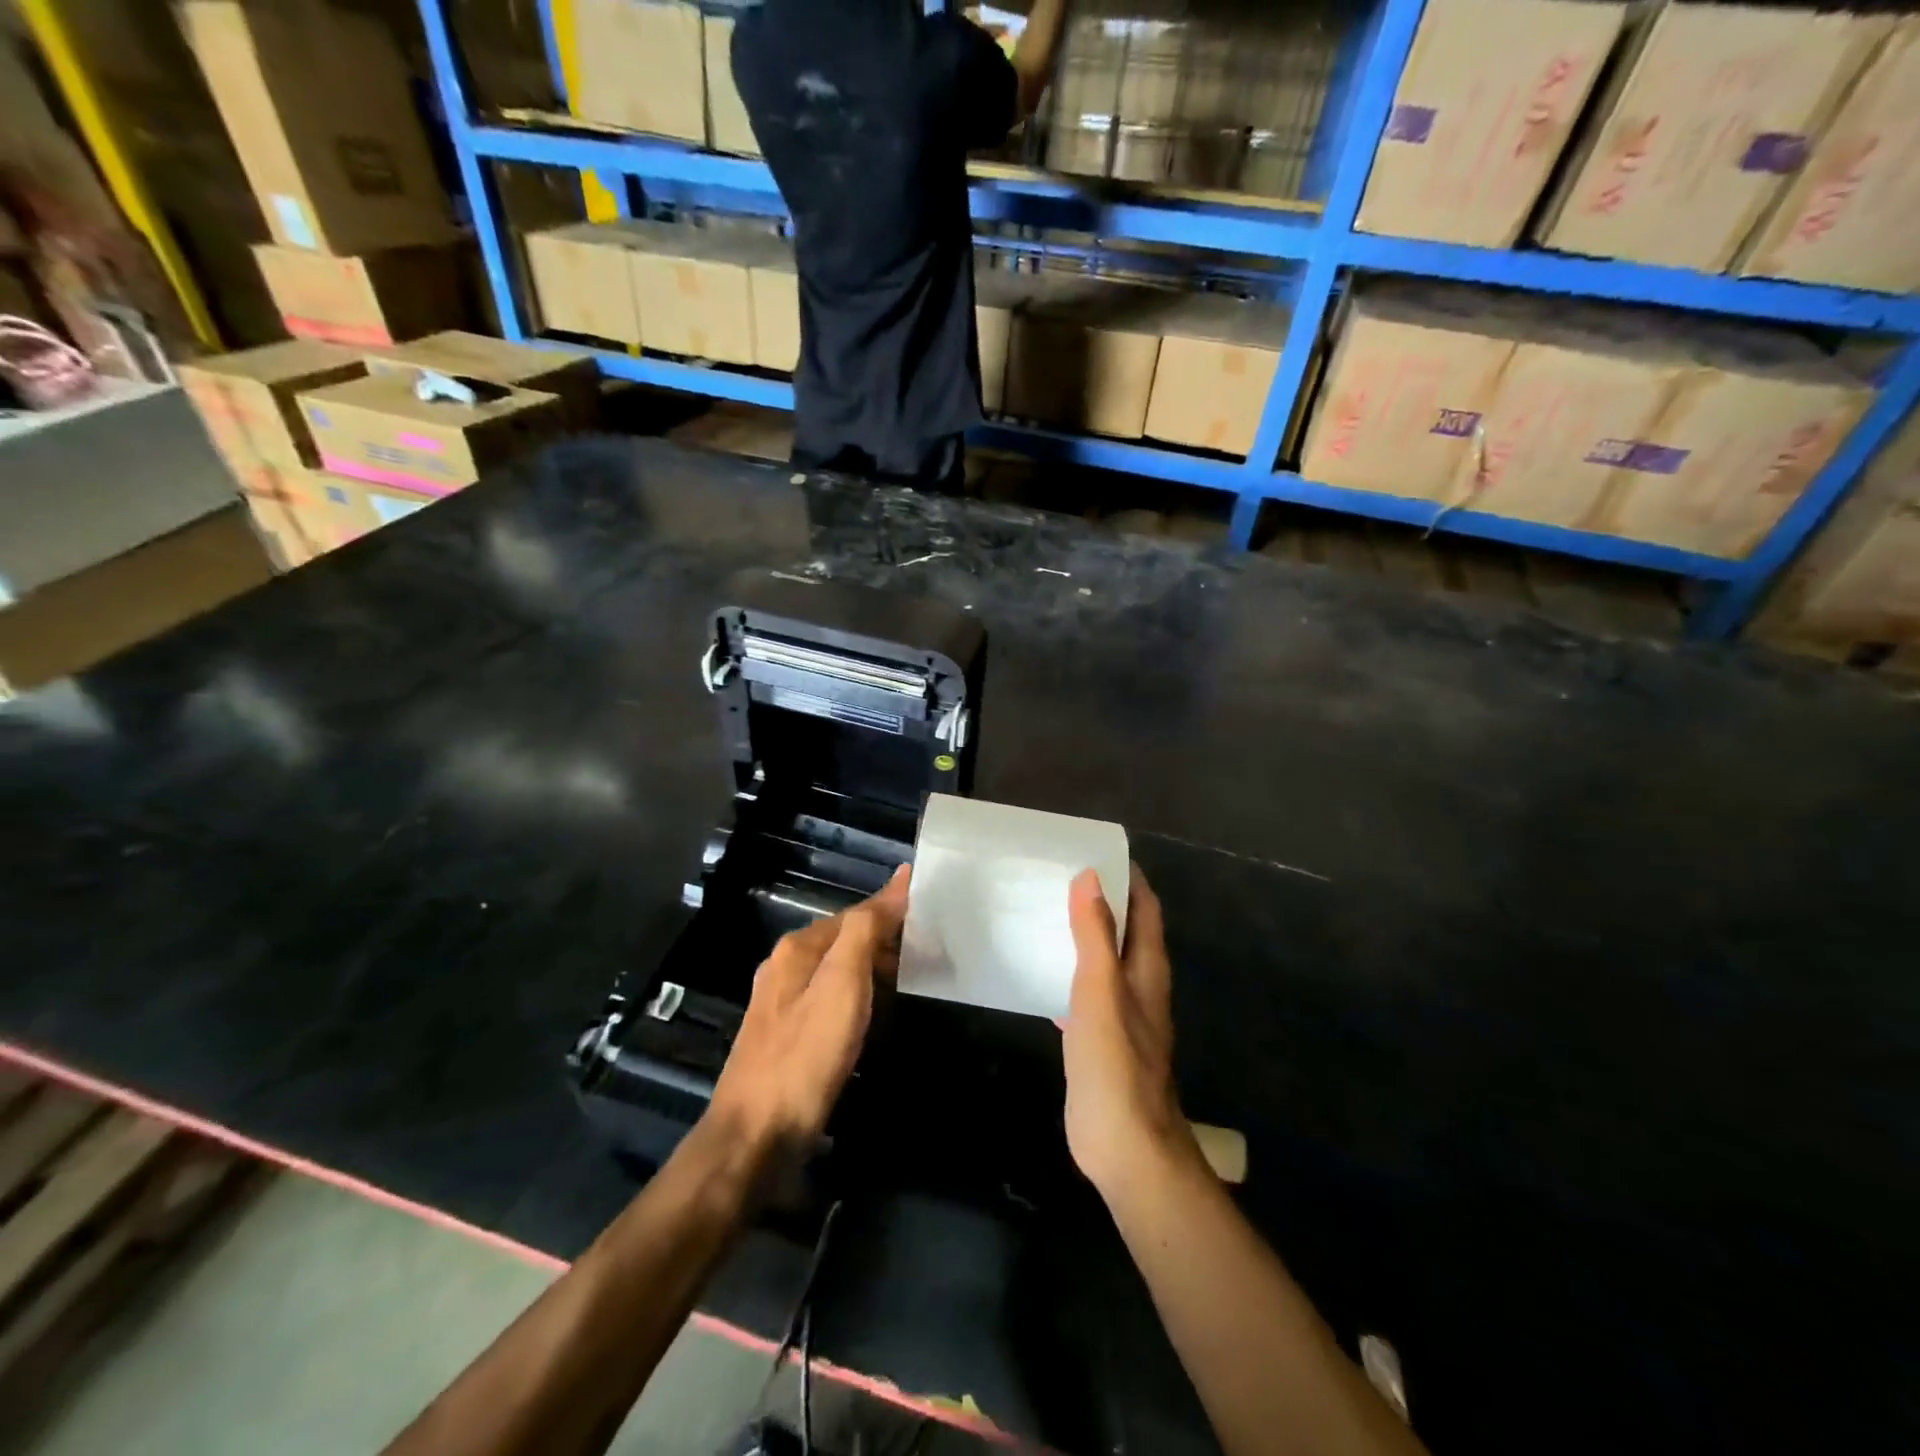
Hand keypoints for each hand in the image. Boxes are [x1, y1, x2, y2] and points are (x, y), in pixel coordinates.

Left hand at [709, 867, 909, 1155]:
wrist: (756, 1136)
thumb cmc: (805, 1055)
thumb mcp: (842, 983)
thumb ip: (867, 929)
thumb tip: (899, 878)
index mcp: (798, 948)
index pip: (856, 914)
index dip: (893, 910)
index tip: (934, 914)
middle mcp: (786, 967)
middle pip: (845, 940)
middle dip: (886, 942)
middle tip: (933, 952)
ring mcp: (783, 1005)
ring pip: (838, 972)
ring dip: (875, 971)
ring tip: (916, 980)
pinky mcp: (787, 1038)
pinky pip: (832, 1002)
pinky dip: (861, 1000)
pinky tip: (878, 1017)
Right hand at [1063, 866, 1199, 1196]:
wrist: (1124, 1145)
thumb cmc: (1115, 1062)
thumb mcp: (1100, 990)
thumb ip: (1095, 934)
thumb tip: (1090, 877)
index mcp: (1147, 969)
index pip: (1145, 909)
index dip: (1128, 878)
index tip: (1095, 851)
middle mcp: (1139, 987)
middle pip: (1124, 932)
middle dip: (1100, 902)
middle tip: (1059, 876)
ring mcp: (1120, 1016)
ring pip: (1103, 962)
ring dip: (1082, 937)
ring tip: (1045, 913)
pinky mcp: (1099, 1041)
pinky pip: (1083, 994)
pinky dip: (1066, 975)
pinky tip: (1039, 972)